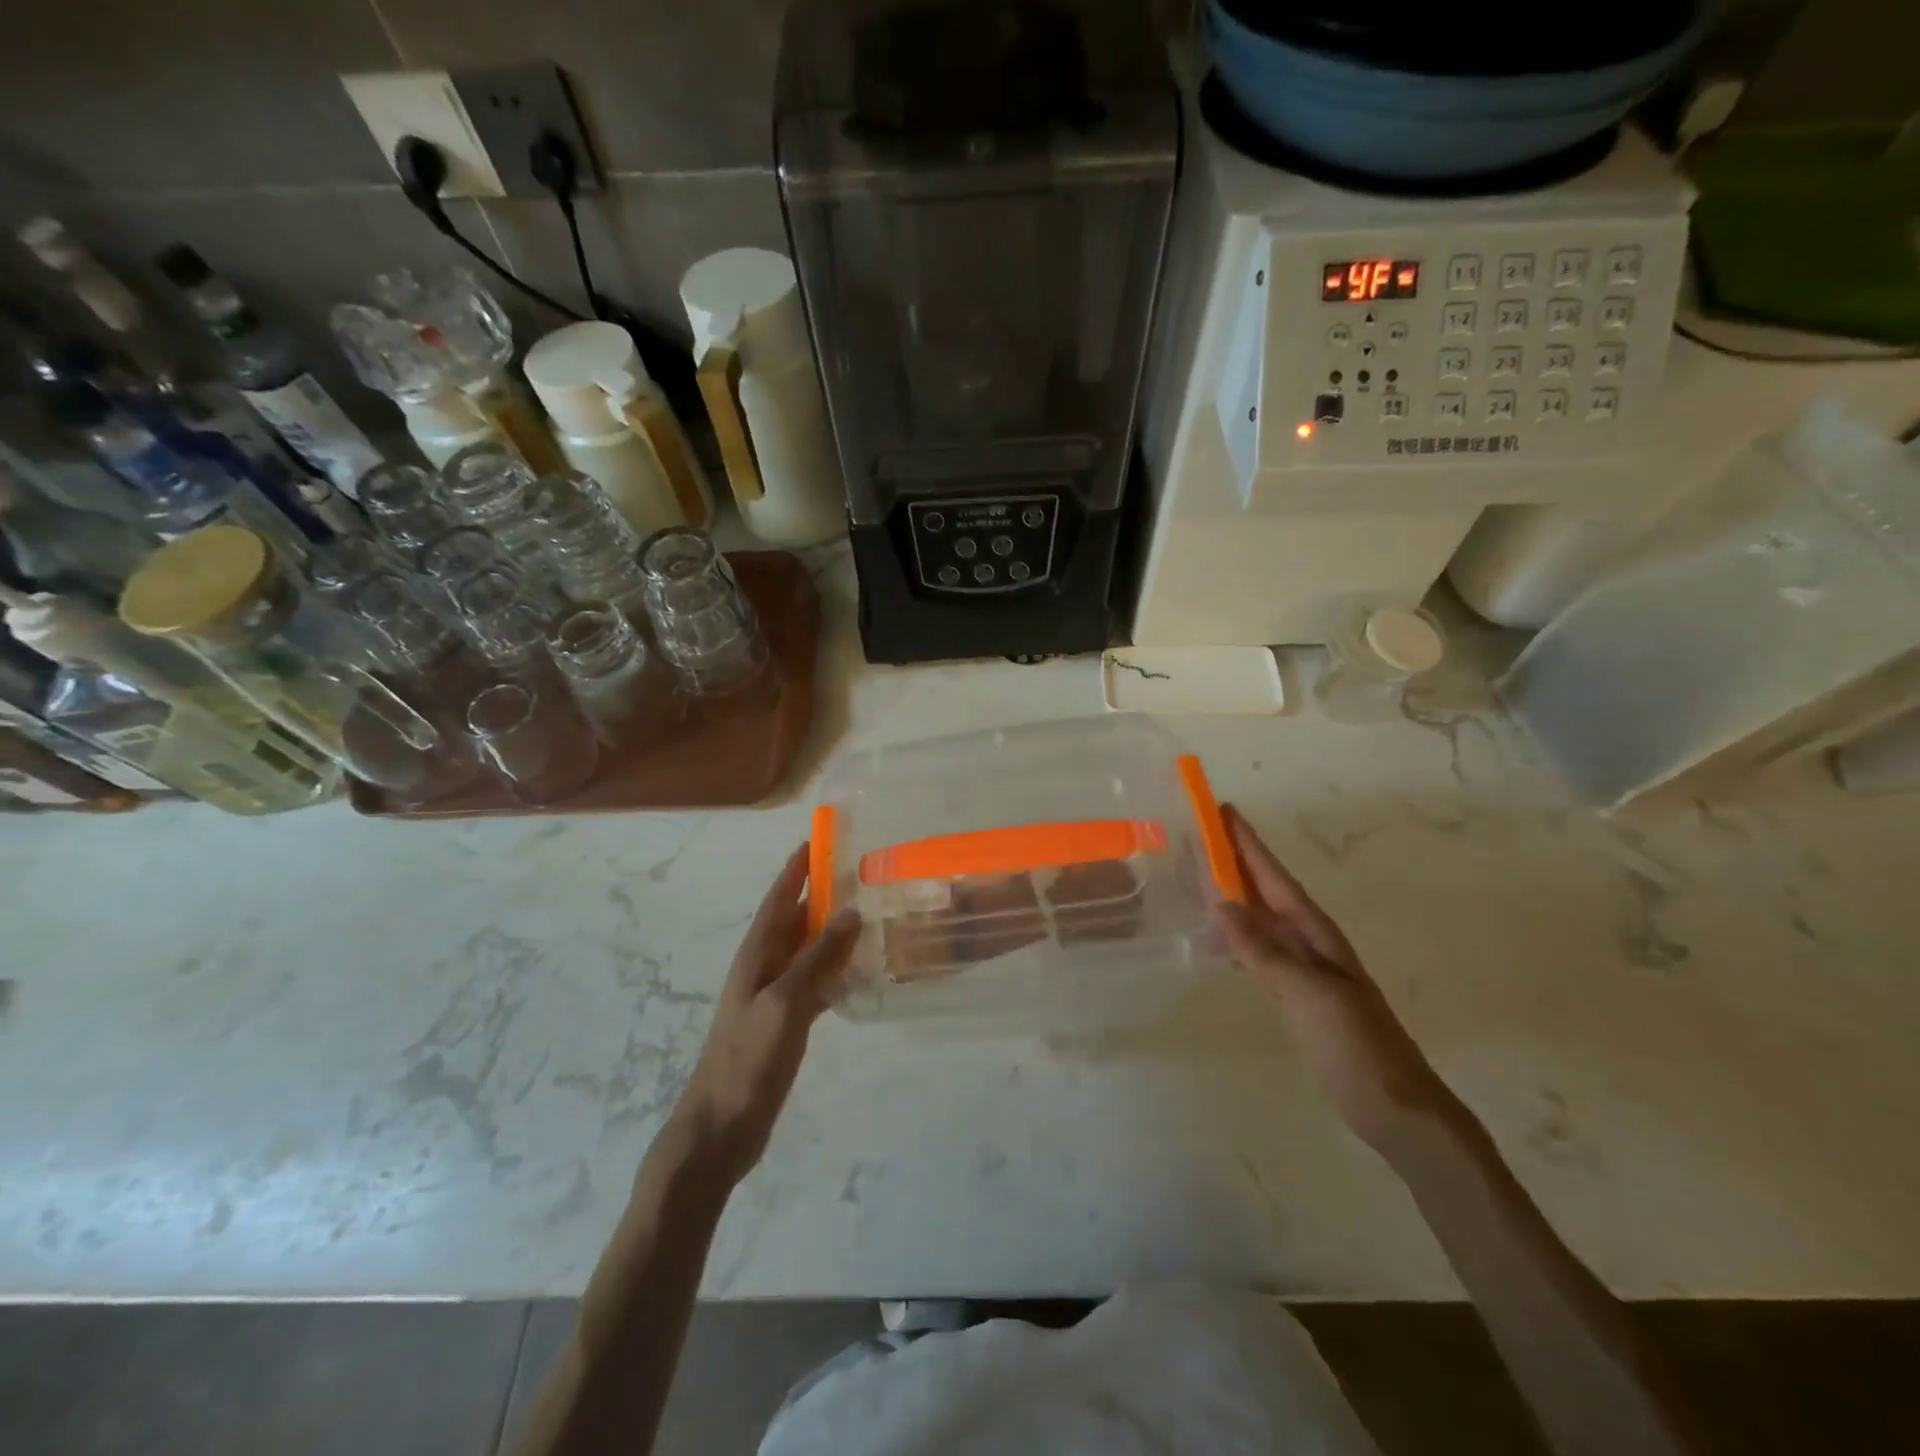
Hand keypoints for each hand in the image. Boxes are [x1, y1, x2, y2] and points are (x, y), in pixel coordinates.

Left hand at [669, 844, 860, 1185]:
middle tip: (860, 873)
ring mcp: (774, 996)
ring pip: (808, 951)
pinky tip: (860, 972)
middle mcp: (764, 967)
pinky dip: (836, 972)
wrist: (720, 1127)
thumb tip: (850, 911)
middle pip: (795, 921)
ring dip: (832, 933)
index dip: (795, 869)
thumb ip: (818, 957)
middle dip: (821, 895)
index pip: (779, 899)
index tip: (816, 839)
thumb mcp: (785, 1002)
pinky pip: (816, 983)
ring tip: (868, 915)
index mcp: (756, 955)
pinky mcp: (786, 1023)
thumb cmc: (747, 1058)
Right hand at [1215, 805, 1459, 1153]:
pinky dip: (1234, 938)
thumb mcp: (1310, 994)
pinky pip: (1257, 951)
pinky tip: (1216, 940)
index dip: (1248, 844)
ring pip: (1260, 919)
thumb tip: (1222, 903)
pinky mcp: (1297, 995)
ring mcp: (1304, 969)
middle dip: (1235, 861)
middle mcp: (1309, 942)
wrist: (1397, 1109)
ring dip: (1231, 896)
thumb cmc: (1356, 1046)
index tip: (1222, 810)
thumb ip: (1265, 951)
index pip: (1274, 877)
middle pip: (1266, 891)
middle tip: (1197, 835)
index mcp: (1316, 933)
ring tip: (1195, 878)